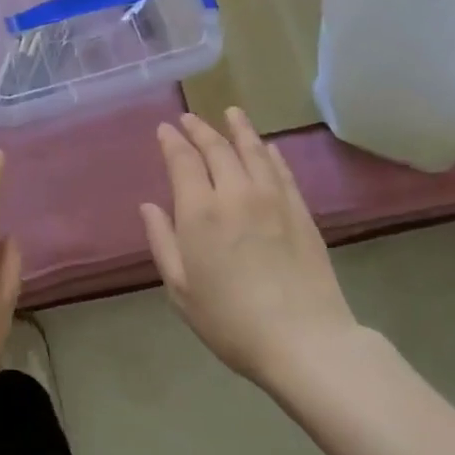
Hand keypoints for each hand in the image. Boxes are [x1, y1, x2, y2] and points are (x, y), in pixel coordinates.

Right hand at [140, 109, 357, 386]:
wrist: (305, 340)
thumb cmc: (231, 320)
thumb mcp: (181, 289)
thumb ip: (162, 241)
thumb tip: (149, 206)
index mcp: (200, 211)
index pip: (183, 160)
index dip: (172, 141)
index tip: (164, 129)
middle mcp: (235, 193)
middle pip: (217, 148)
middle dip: (200, 129)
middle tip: (189, 118)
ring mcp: (273, 198)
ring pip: (253, 150)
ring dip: (239, 129)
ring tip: (231, 113)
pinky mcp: (300, 210)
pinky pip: (282, 170)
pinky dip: (270, 153)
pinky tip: (267, 147)